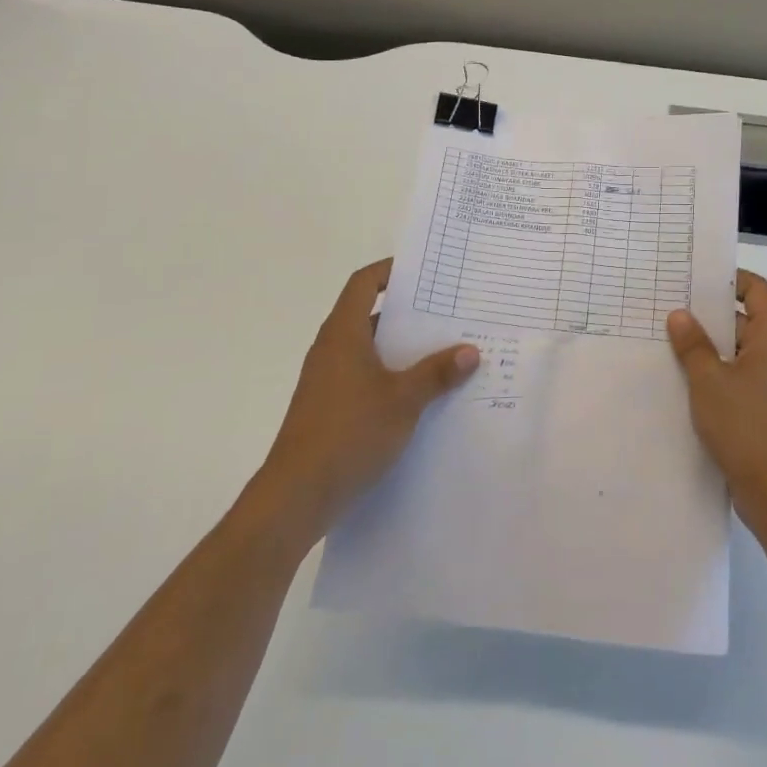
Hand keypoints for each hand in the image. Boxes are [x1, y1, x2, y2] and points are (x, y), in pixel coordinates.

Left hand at [262, 260, 478, 544]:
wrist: (296, 496)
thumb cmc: (348, 433)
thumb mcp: (403, 400)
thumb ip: (437, 373)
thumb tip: (471, 351)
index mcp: (343, 333)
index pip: (363, 283)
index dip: (390, 270)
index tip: (423, 271)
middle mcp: (331, 349)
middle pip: (369, 314)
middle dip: (407, 312)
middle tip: (447, 310)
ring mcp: (327, 380)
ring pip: (369, 349)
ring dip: (402, 348)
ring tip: (444, 351)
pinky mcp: (328, 408)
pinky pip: (365, 376)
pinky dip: (391, 375)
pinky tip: (421, 394)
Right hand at [667, 269, 766, 540]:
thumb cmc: (746, 426)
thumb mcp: (709, 380)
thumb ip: (693, 344)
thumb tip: (679, 314)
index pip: (756, 289)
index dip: (728, 279)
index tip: (694, 278)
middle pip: (744, 317)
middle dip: (708, 313)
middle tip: (668, 306)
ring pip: (737, 348)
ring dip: (707, 344)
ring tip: (667, 339)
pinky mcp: (763, 404)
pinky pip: (737, 373)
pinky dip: (714, 369)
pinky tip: (681, 376)